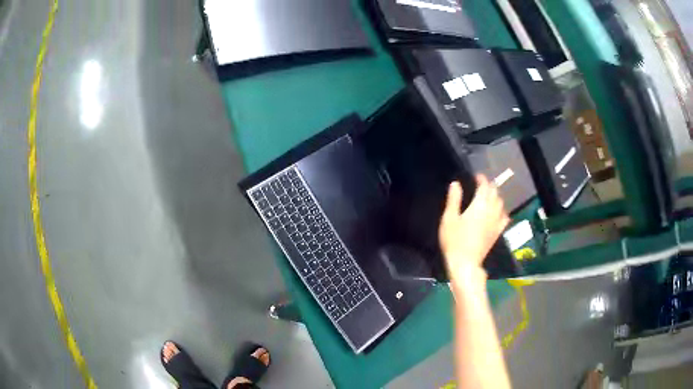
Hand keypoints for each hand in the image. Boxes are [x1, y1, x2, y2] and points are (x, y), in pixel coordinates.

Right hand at [439, 175, 510, 280]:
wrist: (465, 263)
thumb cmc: (454, 240)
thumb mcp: (449, 218)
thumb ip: (454, 199)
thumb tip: (456, 184)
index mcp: (479, 205)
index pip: (484, 186)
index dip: (481, 179)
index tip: (476, 176)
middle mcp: (491, 211)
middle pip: (495, 193)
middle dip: (490, 186)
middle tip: (482, 184)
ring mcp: (496, 222)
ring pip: (501, 203)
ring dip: (496, 196)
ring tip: (489, 196)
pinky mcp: (497, 232)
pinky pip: (505, 218)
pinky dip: (502, 211)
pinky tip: (498, 212)